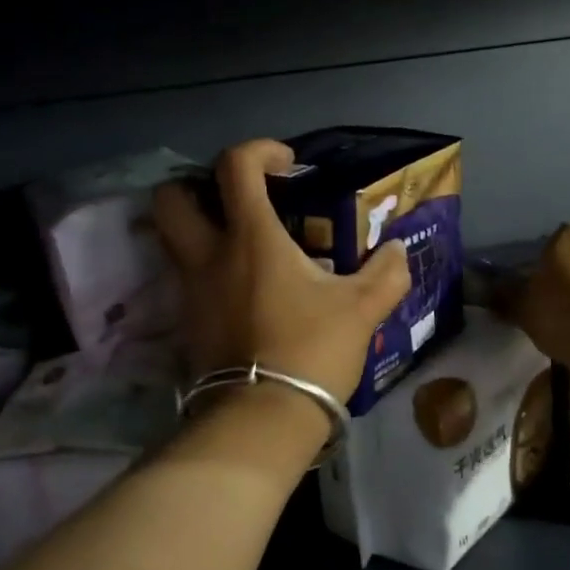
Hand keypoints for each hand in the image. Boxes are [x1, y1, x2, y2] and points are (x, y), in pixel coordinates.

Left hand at [153, 140, 411, 412]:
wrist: (262, 418)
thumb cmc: (311, 350)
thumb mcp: (361, 309)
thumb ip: (385, 273)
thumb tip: (398, 250)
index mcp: (250, 237)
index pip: (234, 166)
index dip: (259, 150)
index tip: (287, 165)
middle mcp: (208, 255)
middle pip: (171, 197)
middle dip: (196, 185)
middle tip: (236, 199)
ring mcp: (190, 290)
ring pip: (171, 238)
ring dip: (198, 226)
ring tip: (241, 242)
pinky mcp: (186, 322)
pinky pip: (185, 277)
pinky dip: (205, 267)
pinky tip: (240, 286)